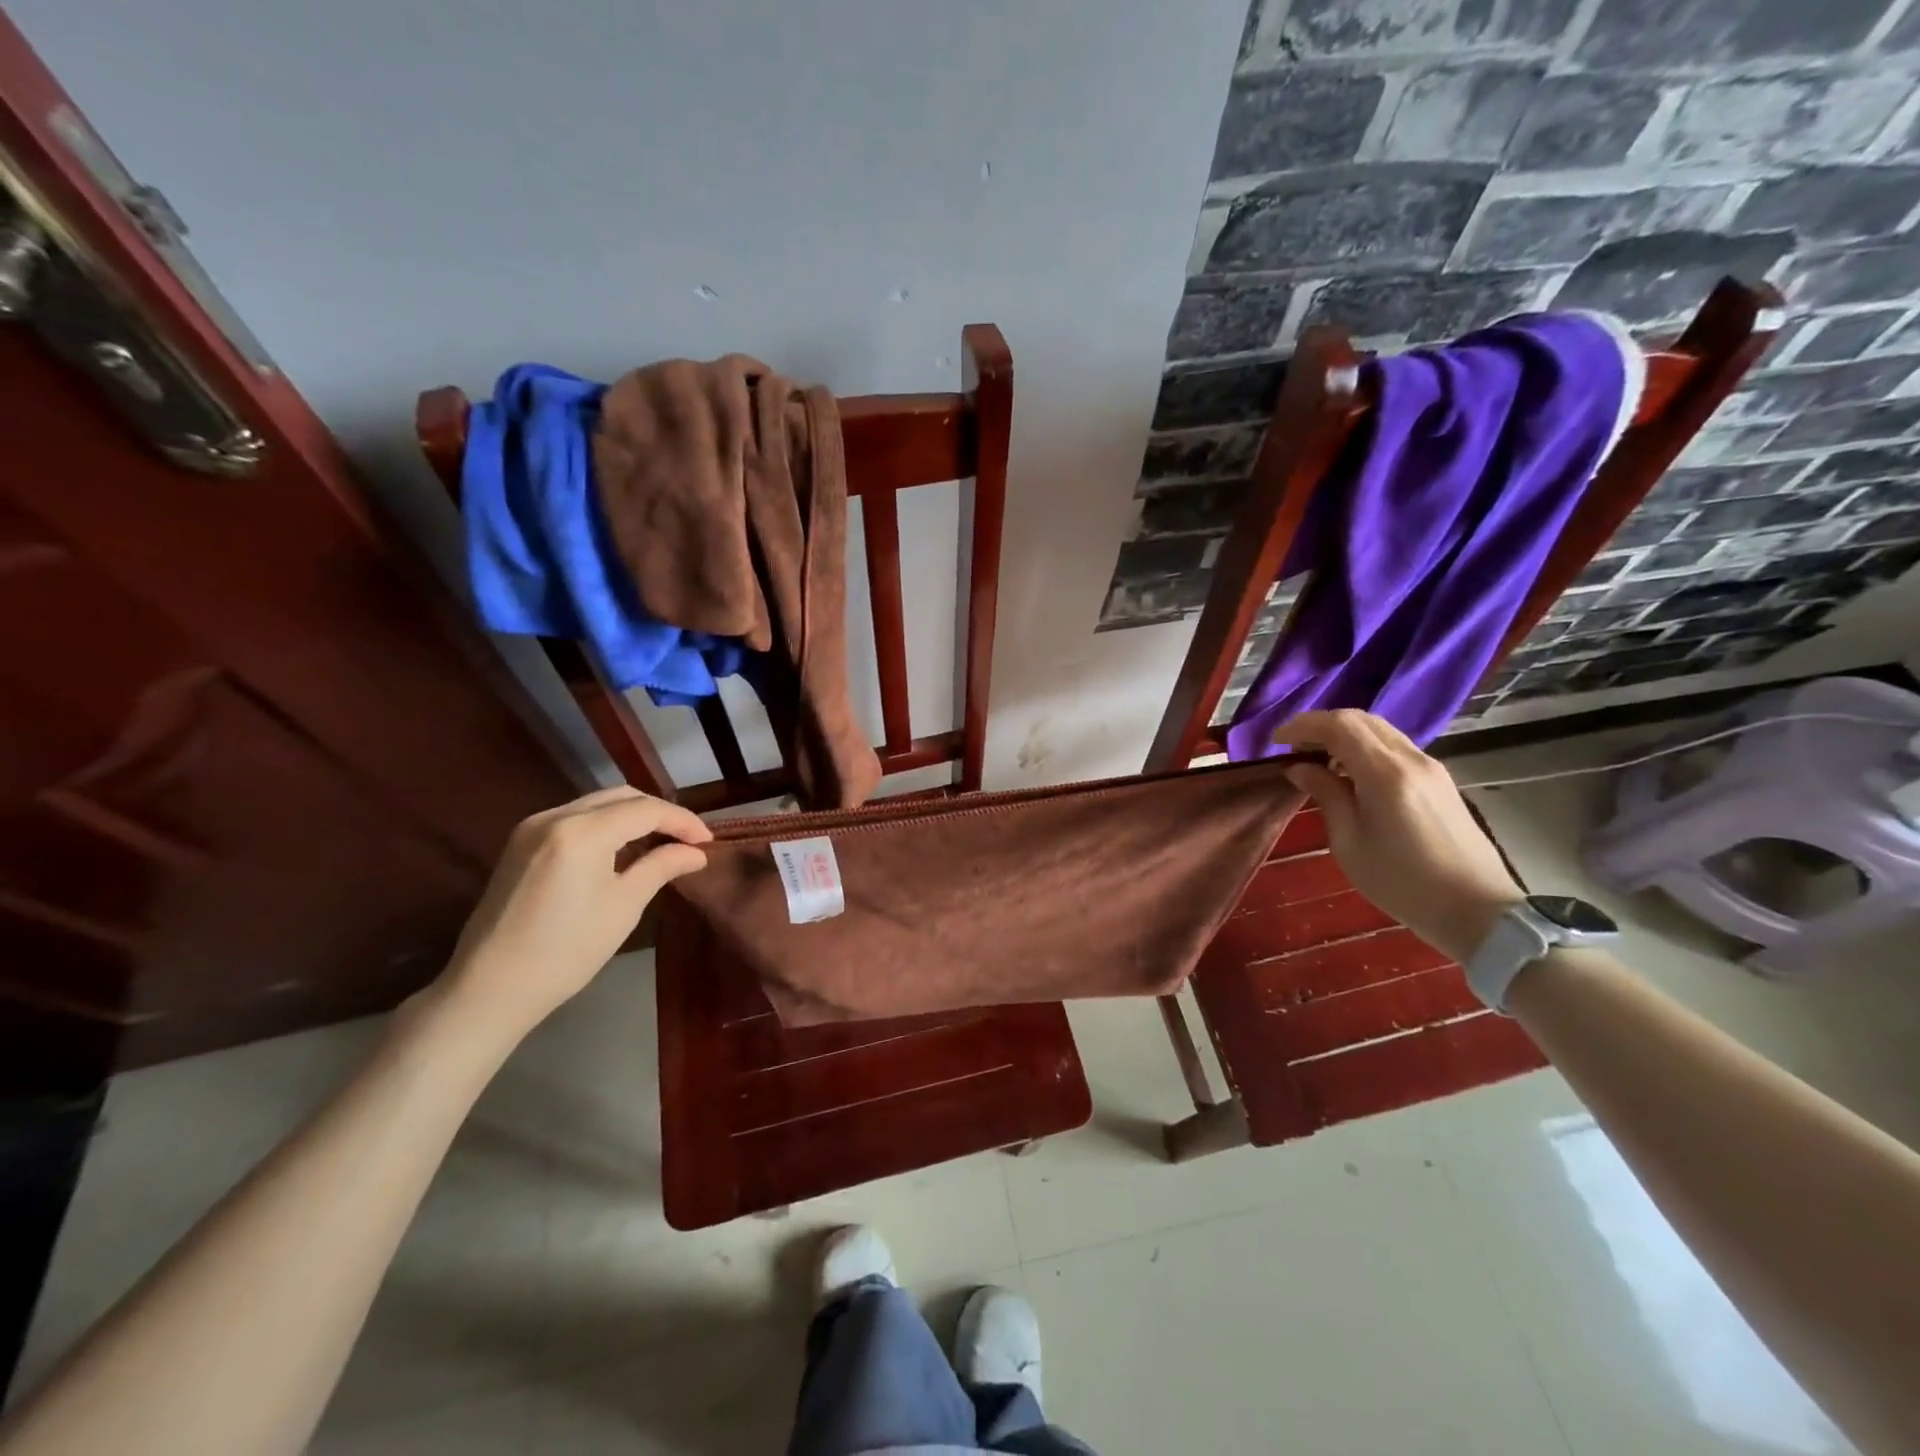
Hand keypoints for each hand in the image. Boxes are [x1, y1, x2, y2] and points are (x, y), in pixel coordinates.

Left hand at [435, 786, 711, 1037]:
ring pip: (597, 804)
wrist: (490, 987)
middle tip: (687, 840)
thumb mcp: (624, 906)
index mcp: (582, 831)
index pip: (646, 809)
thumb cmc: (567, 950)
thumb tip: (696, 852)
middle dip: (659, 813)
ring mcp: (533, 826)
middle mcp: (555, 816)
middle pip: (621, 797)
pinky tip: (621, 850)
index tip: (707, 842)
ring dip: (632, 817)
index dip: (682, 821)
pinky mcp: (521, 842)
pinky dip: (605, 825)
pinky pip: (575, 818)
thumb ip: (661, 867)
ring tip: (660, 843)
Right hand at [1276, 710, 1522, 962]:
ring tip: (1317, 760)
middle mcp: (1411, 759)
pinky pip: (1394, 747)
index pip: (1339, 725)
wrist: (1478, 910)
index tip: (1275, 743)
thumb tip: (1300, 768)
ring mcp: (1430, 767)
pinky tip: (1349, 773)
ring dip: (1343, 734)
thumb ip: (1326, 796)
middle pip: (1361, 719)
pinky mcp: (1439, 780)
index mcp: (1386, 774)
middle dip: (1320, 725)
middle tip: (1293, 749)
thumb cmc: (1403, 884)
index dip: (1303, 726)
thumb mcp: (1349, 843)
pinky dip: (1364, 747)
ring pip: (1379, 730)